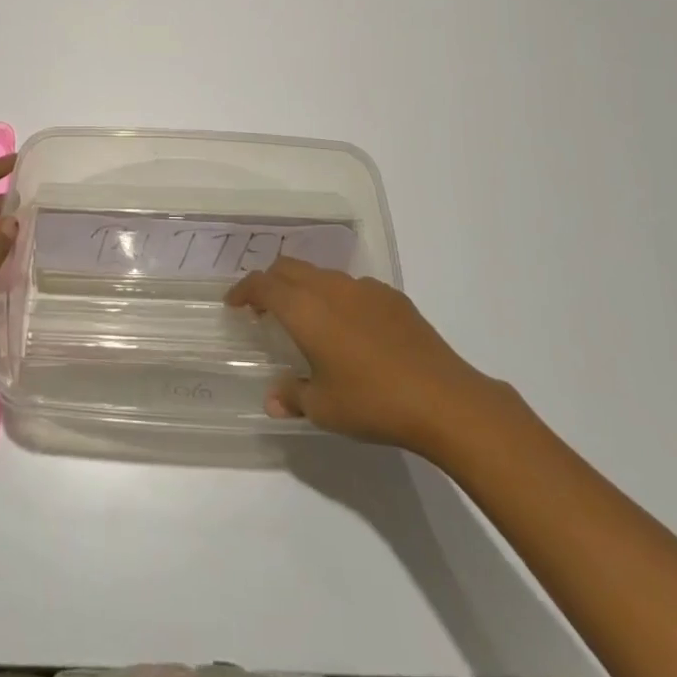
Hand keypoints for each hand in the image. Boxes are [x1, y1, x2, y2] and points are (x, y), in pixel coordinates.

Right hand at [226, 257, 499, 455]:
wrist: (443, 398)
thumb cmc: (372, 402)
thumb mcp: (324, 409)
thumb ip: (293, 396)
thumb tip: (274, 398)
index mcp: (305, 309)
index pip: (262, 284)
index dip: (243, 290)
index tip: (234, 305)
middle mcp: (330, 287)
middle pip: (289, 268)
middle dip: (270, 282)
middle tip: (264, 309)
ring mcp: (364, 287)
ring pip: (321, 274)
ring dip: (304, 288)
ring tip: (307, 319)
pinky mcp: (392, 296)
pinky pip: (352, 287)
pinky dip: (337, 298)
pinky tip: (350, 330)